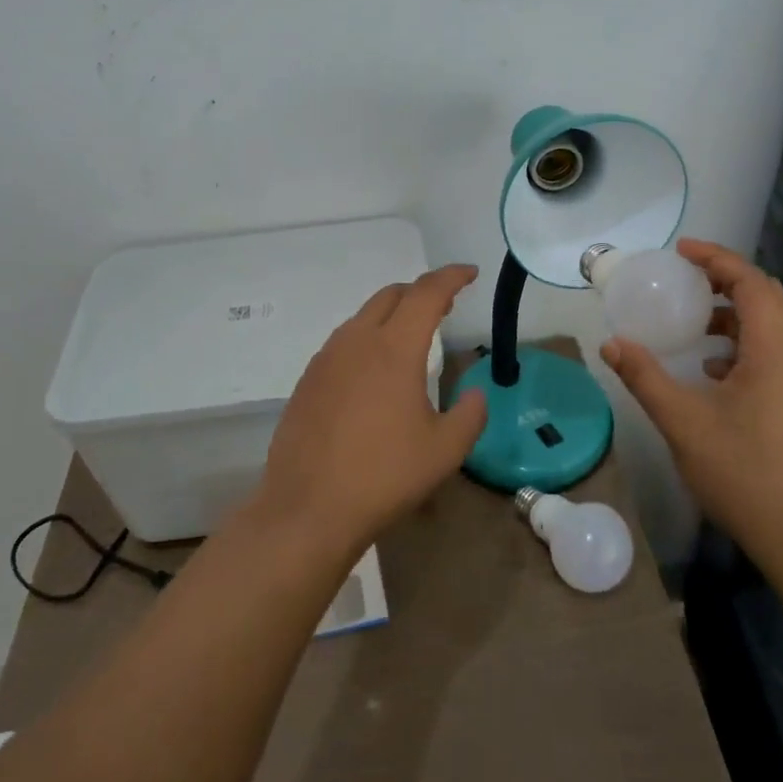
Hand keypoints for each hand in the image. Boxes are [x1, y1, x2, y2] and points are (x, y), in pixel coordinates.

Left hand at [252, 264, 487, 558]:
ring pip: (363, 317)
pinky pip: (343, 342)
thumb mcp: (445, 450)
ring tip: (412, 336)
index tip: (469, 273)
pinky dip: (368, 338)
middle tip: (445, 305)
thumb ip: (470, 414)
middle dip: (421, 292)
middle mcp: (356, 341)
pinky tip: (374, 370)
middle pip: (391, 296)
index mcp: (394, 349)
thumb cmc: (384, 476)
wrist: (308, 508)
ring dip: (392, 314)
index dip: (451, 277)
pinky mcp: (307, 380)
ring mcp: (326, 359)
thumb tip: (474, 393)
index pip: (426, 293)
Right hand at [601, 239, 782, 568]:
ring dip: (735, 312)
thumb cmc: (742, 471)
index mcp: (775, 350)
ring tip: (693, 317)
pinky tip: (711, 367)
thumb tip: (612, 344)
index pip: (752, 283)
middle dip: (726, 279)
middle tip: (685, 276)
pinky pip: (773, 352)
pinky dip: (742, 343)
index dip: (717, 259)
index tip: (681, 250)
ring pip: (773, 327)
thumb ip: (645, 377)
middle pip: (767, 297)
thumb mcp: (682, 421)